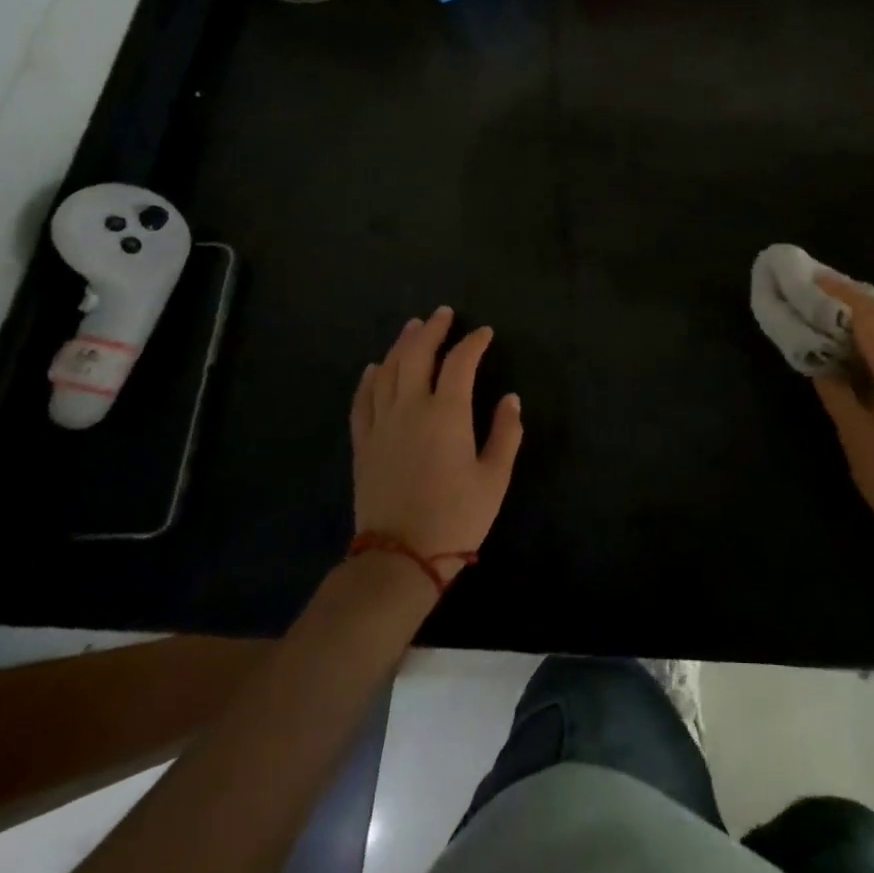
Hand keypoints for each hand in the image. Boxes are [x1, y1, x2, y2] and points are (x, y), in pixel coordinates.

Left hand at [351, 306, 522, 583]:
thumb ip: (506, 434)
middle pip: (417, 355)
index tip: (485, 333)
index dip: (473, 342)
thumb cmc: (456, 517)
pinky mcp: (364, 443)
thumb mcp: (495, 478)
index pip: (460, 362)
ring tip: (413, 328)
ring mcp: (382, 424)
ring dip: (401, 345)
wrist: (399, 558)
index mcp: (446, 413)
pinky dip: (369, 379)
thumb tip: (511, 399)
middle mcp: (410, 408)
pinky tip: (374, 368)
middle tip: (443, 314)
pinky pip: (362, 400)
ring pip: (388, 370)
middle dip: (432, 330)